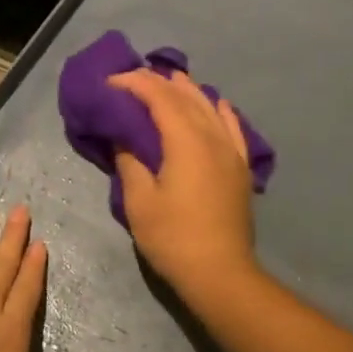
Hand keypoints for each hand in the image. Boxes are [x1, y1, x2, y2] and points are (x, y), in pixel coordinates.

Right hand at [108, 68, 257, 295]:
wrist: (219, 272)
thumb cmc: (173, 238)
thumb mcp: (139, 201)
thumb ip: (130, 161)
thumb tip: (124, 137)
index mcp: (186, 141)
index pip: (160, 97)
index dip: (135, 83)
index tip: (111, 82)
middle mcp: (213, 137)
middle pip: (186, 97)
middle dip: (159, 82)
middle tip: (133, 78)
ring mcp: (232, 152)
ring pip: (211, 108)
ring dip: (189, 90)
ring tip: (171, 79)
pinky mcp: (241, 169)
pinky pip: (234, 129)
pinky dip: (222, 111)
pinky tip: (218, 103)